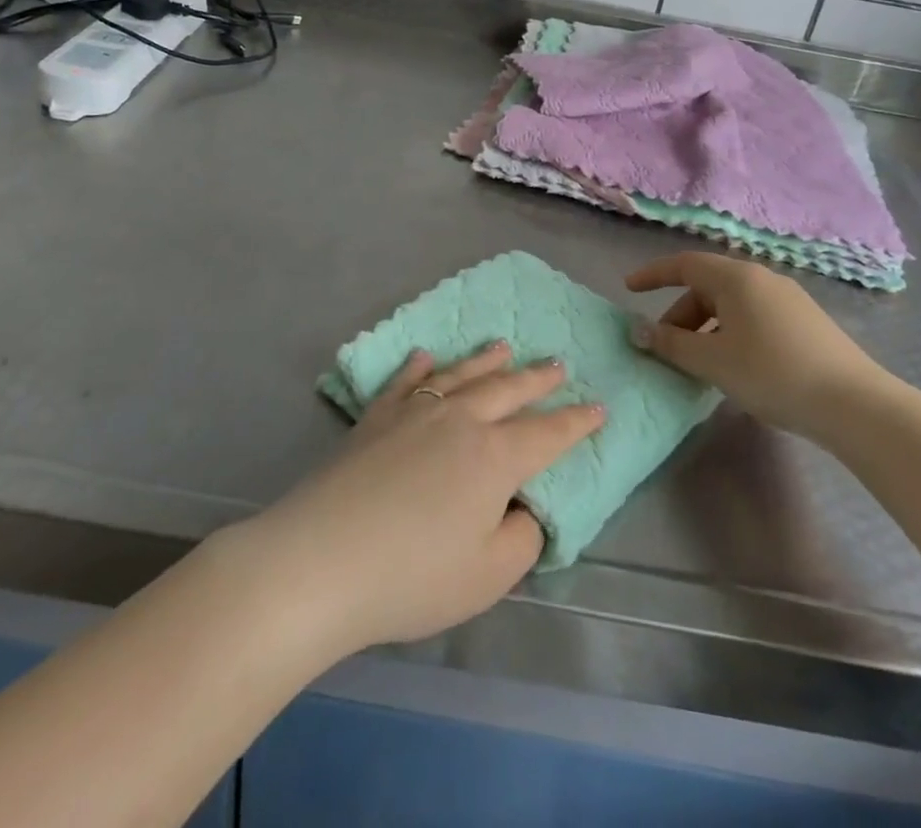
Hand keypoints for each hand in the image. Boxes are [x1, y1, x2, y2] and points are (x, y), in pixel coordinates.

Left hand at [234, 342, 603, 659]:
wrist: (321, 559)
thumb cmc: (413, 575)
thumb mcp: (488, 575)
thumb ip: (521, 537)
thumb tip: (523, 507)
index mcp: (494, 456)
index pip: (547, 434)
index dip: (576, 423)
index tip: (599, 407)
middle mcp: (459, 419)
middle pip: (508, 390)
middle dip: (538, 378)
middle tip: (559, 363)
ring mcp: (414, 411)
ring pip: (461, 374)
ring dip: (486, 360)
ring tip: (504, 345)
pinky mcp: (375, 417)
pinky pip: (404, 381)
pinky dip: (418, 366)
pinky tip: (424, 355)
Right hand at [626, 252, 889, 440]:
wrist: (853, 404)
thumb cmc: (771, 373)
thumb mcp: (712, 361)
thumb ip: (671, 344)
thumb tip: (640, 331)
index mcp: (736, 277)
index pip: (684, 264)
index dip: (653, 275)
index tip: (628, 289)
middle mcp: (761, 278)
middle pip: (707, 286)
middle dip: (680, 315)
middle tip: (666, 348)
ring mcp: (788, 298)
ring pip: (731, 304)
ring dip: (706, 328)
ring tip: (699, 364)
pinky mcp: (805, 321)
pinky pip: (753, 316)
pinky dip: (731, 333)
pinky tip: (735, 366)